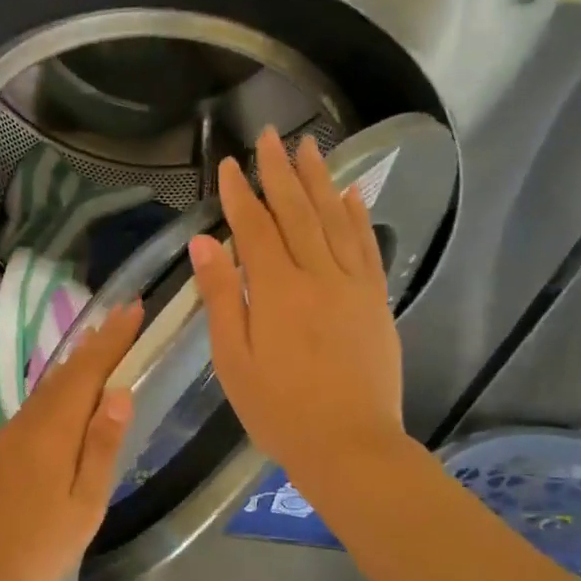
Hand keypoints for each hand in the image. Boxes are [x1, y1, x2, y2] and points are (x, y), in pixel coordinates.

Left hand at [0, 302, 142, 580]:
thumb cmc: (36, 546)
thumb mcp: (84, 504)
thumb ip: (101, 446)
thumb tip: (119, 392)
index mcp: (52, 432)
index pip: (86, 371)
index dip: (111, 339)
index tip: (133, 308)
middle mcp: (25, 423)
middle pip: (64, 375)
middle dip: (94, 345)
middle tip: (120, 321)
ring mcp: (4, 437)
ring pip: (45, 392)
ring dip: (73, 368)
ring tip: (97, 350)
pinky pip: (31, 411)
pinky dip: (54, 395)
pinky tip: (62, 404)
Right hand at [189, 128, 409, 500]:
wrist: (349, 445)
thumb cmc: (278, 410)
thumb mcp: (232, 359)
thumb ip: (221, 297)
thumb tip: (205, 243)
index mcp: (276, 291)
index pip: (255, 229)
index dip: (241, 194)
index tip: (230, 164)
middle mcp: (317, 276)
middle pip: (297, 213)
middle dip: (281, 172)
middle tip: (270, 135)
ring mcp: (352, 286)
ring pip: (335, 220)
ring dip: (321, 181)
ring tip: (311, 147)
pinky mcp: (375, 301)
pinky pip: (366, 247)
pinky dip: (358, 216)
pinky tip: (352, 194)